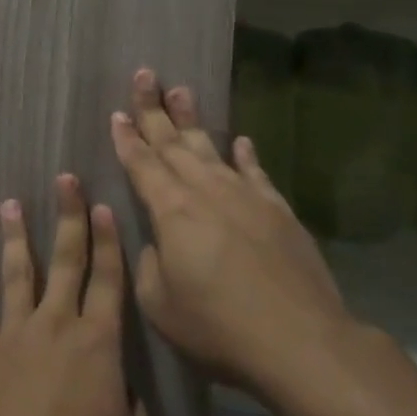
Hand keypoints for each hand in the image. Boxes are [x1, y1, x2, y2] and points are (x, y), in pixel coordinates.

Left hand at [0, 174, 152, 415]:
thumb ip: (133, 406)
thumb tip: (124, 390)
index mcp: (98, 339)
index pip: (108, 278)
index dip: (108, 240)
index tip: (104, 205)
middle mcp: (57, 321)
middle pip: (65, 259)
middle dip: (68, 216)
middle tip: (64, 180)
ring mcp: (17, 331)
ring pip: (18, 272)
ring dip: (15, 237)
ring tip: (9, 204)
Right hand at [109, 69, 351, 395]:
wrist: (300, 340)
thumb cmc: (218, 325)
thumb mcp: (160, 304)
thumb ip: (149, 266)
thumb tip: (158, 244)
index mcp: (171, 210)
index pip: (142, 164)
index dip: (127, 138)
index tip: (116, 114)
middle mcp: (205, 190)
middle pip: (173, 143)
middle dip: (153, 110)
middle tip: (144, 75)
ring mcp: (245, 196)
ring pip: (211, 148)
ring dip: (192, 120)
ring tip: (181, 91)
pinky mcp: (278, 210)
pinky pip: (256, 173)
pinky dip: (246, 155)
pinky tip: (242, 141)